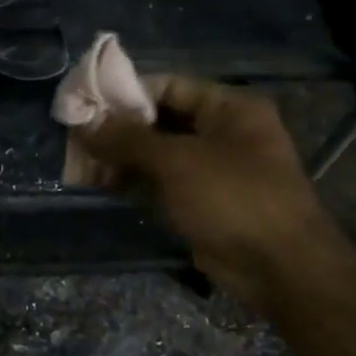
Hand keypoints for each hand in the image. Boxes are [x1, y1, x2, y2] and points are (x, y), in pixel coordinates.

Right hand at [76, 77, 337, 303]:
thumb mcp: (177, 161)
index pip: (168, 86)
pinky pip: (160, 183)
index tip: (84, 105)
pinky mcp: (201, 202)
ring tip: (79, 167)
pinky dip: (132, 182)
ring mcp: (212, 169)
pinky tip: (99, 186)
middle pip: (158, 121)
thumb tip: (83, 122)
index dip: (125, 93)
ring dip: (119, 159)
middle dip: (116, 131)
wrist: (280, 269)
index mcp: (229, 108)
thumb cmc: (234, 199)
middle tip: (75, 142)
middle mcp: (222, 132)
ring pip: (156, 155)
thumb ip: (128, 139)